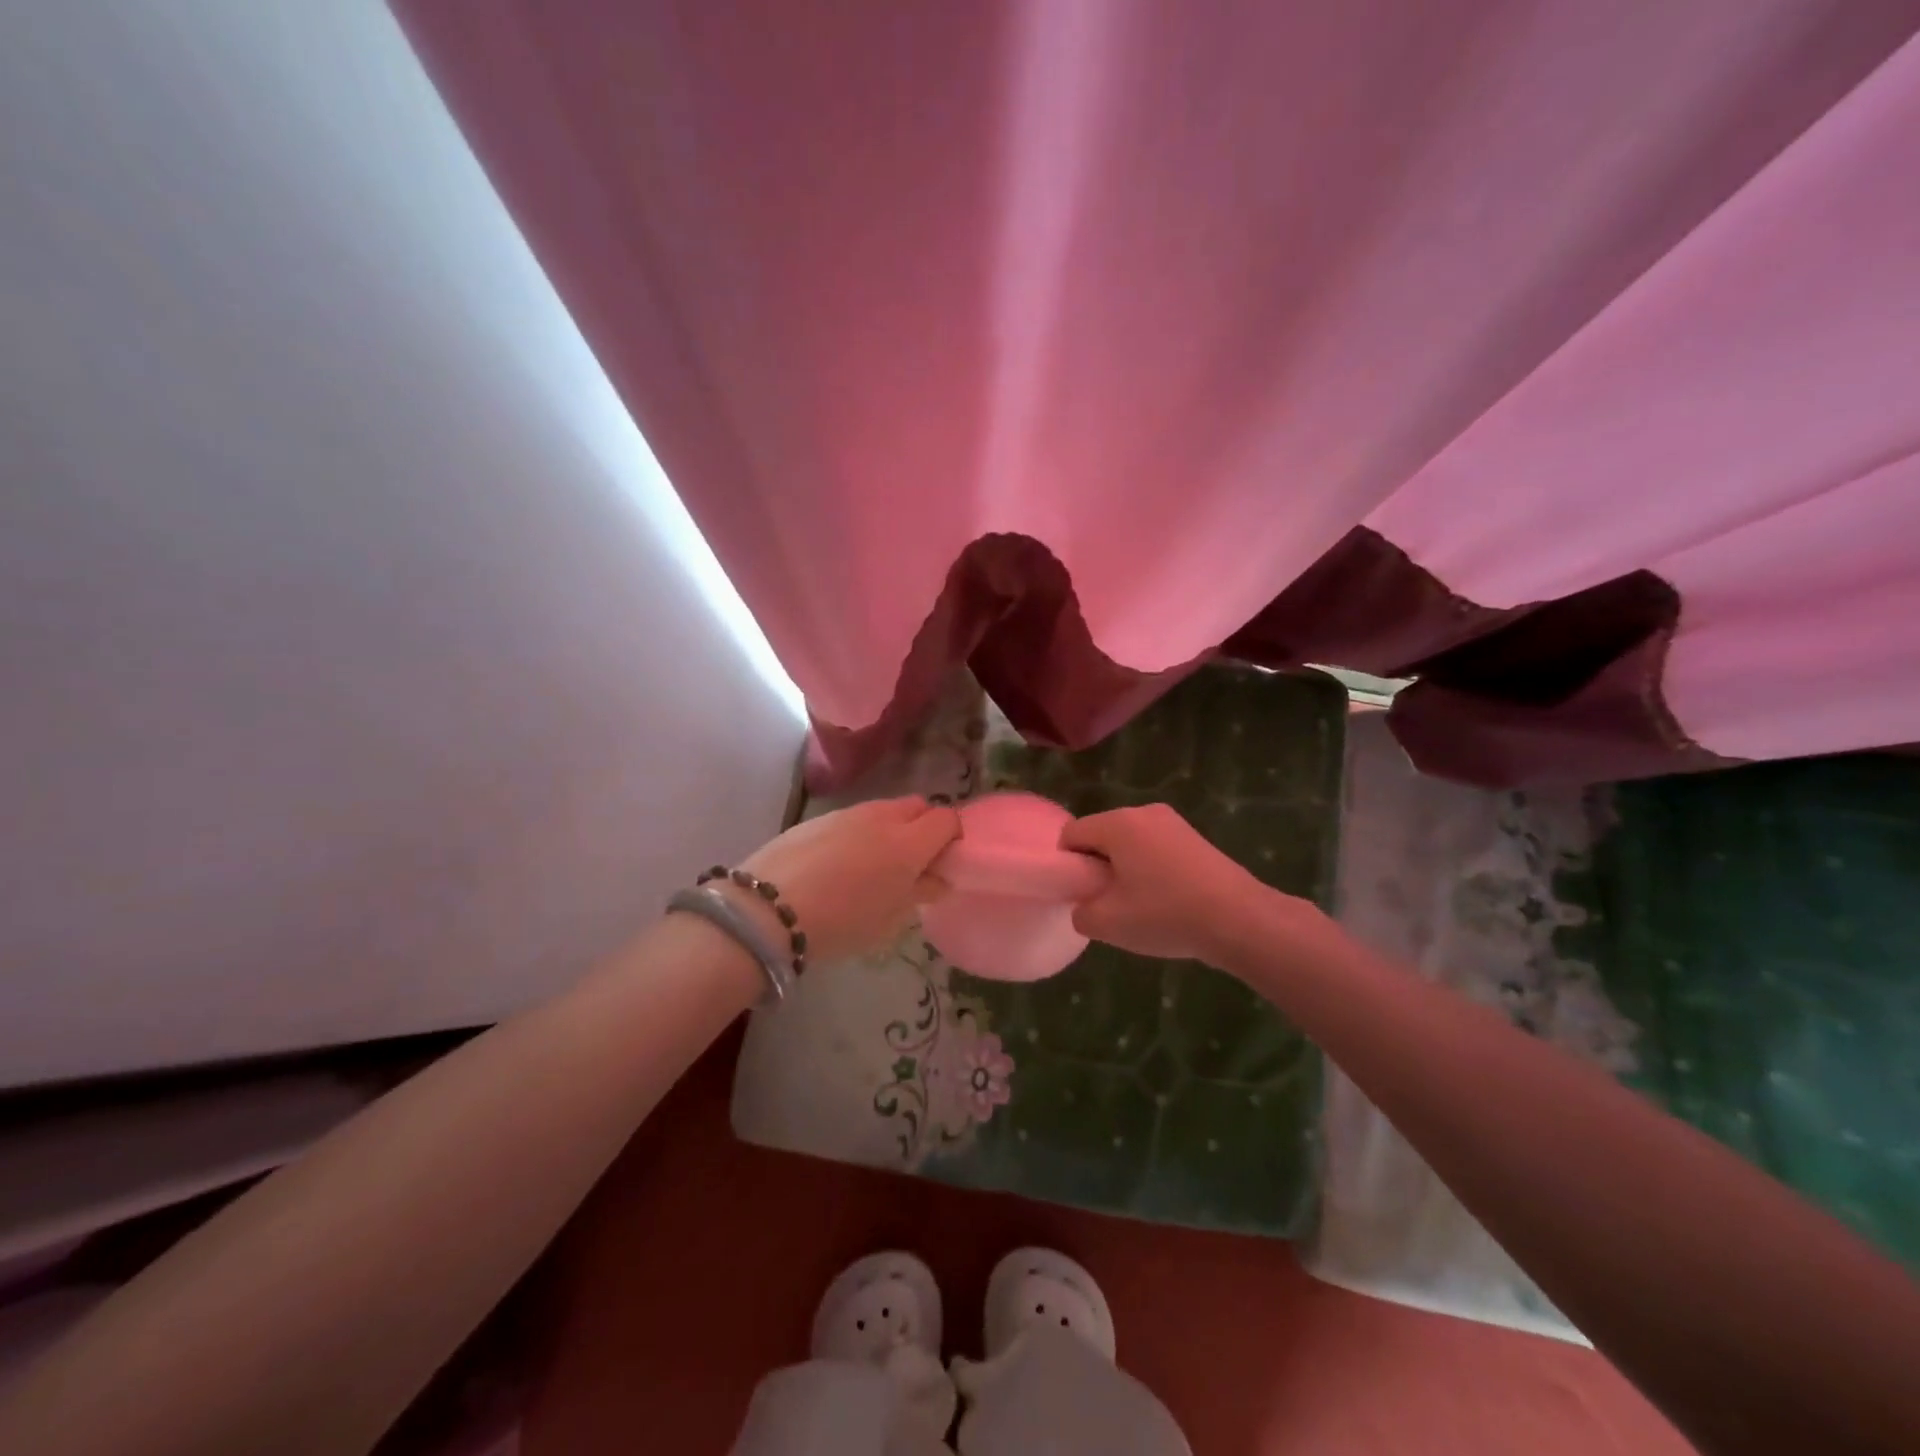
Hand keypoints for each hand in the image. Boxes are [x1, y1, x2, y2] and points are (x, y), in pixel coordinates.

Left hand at [738, 796, 959, 963]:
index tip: (943, 862)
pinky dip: (860, 832)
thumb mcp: (889, 919)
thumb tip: (938, 879)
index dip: (951, 837)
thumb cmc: (841, 922)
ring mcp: (849, 813)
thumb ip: (920, 892)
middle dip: (923, 826)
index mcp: (909, 843)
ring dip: (890, 828)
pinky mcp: (819, 817)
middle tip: (912, 862)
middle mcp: (884, 818)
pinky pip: (854, 817)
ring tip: (873, 864)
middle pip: (918, 806)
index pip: (947, 819)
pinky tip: (839, 862)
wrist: (768, 909)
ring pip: (885, 809)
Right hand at [1059, 803, 1310, 962]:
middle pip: (1102, 835)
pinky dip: (1152, 870)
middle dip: (1098, 866)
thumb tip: (1086, 906)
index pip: (1072, 834)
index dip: (1069, 865)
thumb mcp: (1107, 923)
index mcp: (1118, 824)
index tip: (1083, 894)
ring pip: (1131, 843)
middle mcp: (1144, 812)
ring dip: (1126, 869)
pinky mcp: (1195, 838)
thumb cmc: (1165, 915)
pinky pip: (1156, 849)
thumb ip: (1081, 912)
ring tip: (1141, 906)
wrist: (1240, 920)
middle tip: (1110, 903)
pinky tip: (1167, 901)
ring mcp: (1174, 823)